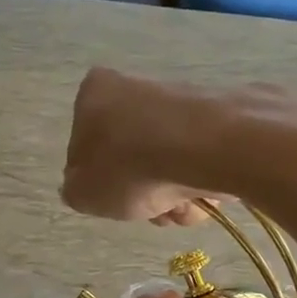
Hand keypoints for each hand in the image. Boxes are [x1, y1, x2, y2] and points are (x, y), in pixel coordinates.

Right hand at [61, 67, 217, 225]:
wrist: (211, 148)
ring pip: (167, 163)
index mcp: (95, 93)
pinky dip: (200, 183)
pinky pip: (199, 160)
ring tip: (181, 208)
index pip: (83, 144)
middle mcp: (136, 87)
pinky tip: (205, 197)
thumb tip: (85, 186)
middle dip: (142, 192)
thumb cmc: (132, 167)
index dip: (97, 180)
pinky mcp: (221, 116)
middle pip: (131, 157)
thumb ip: (75, 190)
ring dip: (171, 196)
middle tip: (151, 210)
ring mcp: (181, 100)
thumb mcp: (83, 193)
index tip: (111, 198)